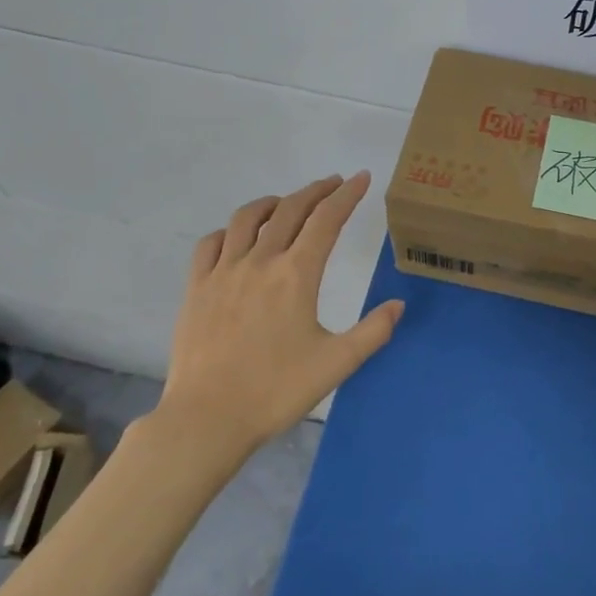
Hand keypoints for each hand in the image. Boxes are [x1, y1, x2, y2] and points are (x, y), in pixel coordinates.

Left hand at [159, 172, 403, 451]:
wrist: (208, 417)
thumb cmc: (276, 391)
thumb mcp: (336, 364)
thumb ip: (373, 331)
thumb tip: (398, 305)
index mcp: (296, 275)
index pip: (326, 220)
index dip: (346, 195)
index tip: (360, 178)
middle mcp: (259, 261)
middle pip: (289, 210)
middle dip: (315, 191)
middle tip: (332, 184)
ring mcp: (222, 272)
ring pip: (247, 219)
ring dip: (273, 202)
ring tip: (286, 202)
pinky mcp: (196, 288)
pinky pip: (211, 243)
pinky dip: (230, 230)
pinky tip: (237, 237)